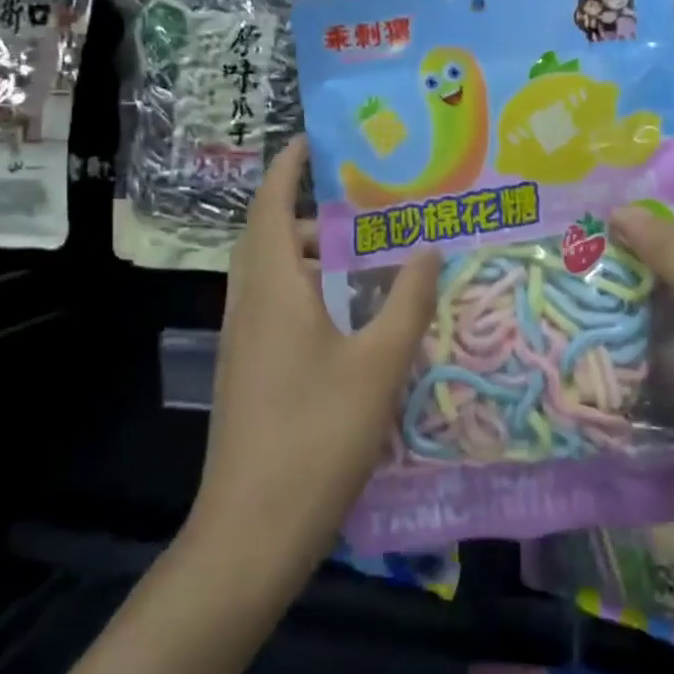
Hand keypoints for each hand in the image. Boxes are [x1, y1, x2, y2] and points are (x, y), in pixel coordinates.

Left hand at [189, 137, 439, 577]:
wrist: (251, 532)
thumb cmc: (317, 436)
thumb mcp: (379, 364)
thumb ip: (408, 301)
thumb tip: (429, 248)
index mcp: (272, 289)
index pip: (269, 206)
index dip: (288, 169)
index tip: (312, 140)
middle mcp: (249, 305)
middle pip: (270, 237)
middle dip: (311, 212)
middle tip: (366, 203)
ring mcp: (244, 342)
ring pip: (274, 276)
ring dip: (313, 256)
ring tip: (368, 253)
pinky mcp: (250, 372)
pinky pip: (277, 308)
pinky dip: (310, 291)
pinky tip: (352, 315)